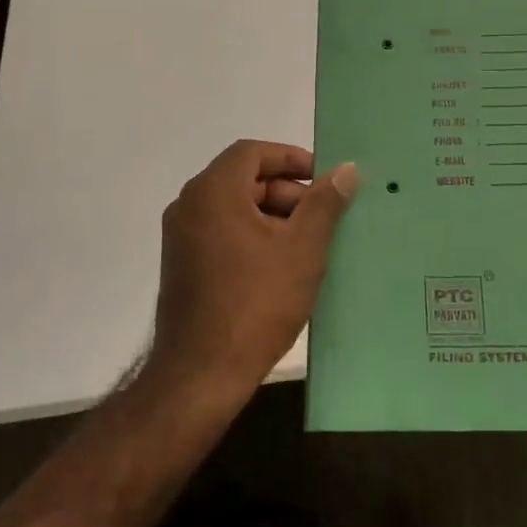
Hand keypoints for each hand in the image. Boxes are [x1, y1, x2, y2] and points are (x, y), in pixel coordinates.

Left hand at [148, 140, 358, 399]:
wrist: (201, 374)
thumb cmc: (256, 303)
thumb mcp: (302, 250)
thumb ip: (324, 204)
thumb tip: (346, 170)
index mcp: (212, 192)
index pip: (252, 152)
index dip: (291, 158)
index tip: (323, 179)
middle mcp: (189, 206)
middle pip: (243, 179)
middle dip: (287, 192)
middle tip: (323, 216)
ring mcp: (181, 237)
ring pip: (234, 208)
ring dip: (273, 216)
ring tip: (309, 244)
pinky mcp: (182, 265)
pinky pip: (222, 232)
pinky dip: (253, 236)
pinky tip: (282, 265)